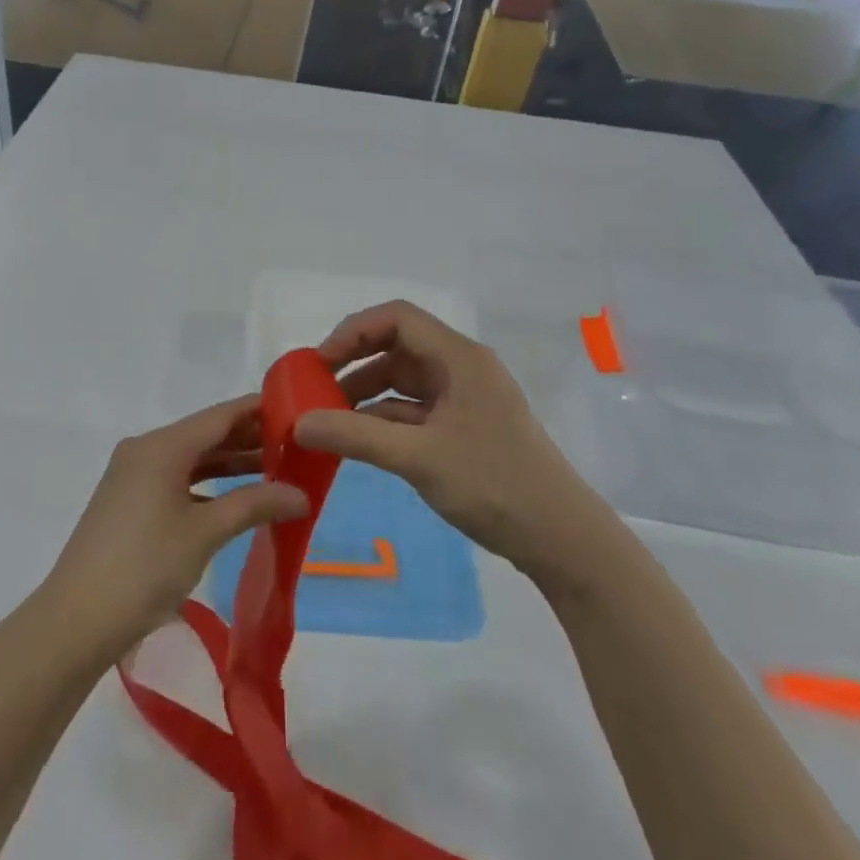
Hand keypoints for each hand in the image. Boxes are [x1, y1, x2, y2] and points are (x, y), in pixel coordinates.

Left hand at [37, 398, 308, 664]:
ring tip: (275, 469)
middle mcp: (145, 450)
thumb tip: (302, 495)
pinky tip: (235, 499)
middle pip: (205, 435)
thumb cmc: (145, 566)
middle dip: (248, 439)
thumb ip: (254, 505)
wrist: (77, 620)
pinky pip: (176, 479)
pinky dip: (207, 485)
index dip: (258, 410)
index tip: (297, 410)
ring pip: (191, 459)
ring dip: (230, 464)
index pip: (219, 415)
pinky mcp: (129, 501)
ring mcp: (133, 476)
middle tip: (295, 445)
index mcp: (161, 446)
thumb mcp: (205, 532)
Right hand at [294, 301, 616, 583]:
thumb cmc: (494, 485)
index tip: (320, 363)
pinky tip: (360, 439)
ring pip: (404, 380)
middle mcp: (462, 368)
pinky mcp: (465, 427)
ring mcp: (465, 398)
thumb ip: (355, 436)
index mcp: (459, 358)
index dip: (354, 331)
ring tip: (330, 418)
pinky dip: (385, 418)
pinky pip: (415, 409)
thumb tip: (297, 423)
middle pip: (398, 346)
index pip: (398, 318)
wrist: (562, 540)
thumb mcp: (418, 458)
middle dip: (355, 362)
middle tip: (317, 389)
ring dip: (367, 393)